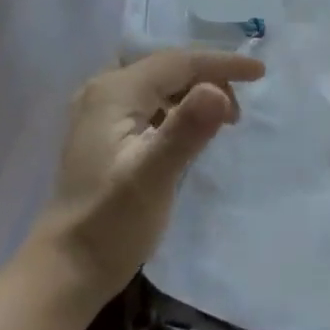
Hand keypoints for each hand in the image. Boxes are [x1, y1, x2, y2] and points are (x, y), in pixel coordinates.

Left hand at [29, 49, 265, 304]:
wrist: (68, 268)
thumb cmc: (111, 223)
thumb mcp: (153, 176)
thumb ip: (185, 131)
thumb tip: (218, 91)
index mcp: (114, 92)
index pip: (178, 62)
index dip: (222, 64)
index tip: (261, 74)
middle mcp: (103, 92)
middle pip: (167, 68)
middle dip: (209, 77)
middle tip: (240, 111)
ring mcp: (100, 114)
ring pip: (159, 86)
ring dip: (194, 94)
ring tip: (225, 120)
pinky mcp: (104, 135)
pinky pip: (150, 105)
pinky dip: (177, 110)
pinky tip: (192, 132)